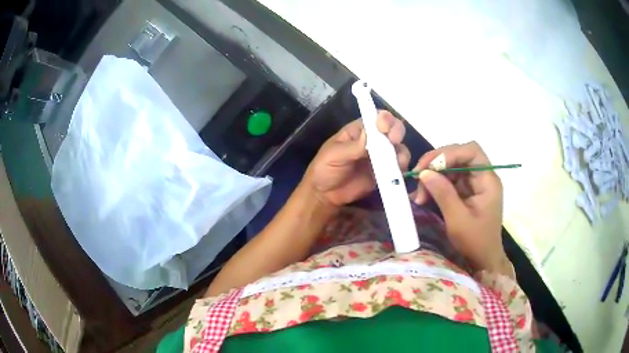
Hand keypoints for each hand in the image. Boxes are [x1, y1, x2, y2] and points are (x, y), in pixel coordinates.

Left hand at [304, 111, 410, 207]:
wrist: (326, 195)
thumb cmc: (324, 169)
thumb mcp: (333, 155)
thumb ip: (352, 147)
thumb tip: (368, 134)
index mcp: (359, 131)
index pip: (375, 118)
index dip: (383, 119)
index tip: (384, 127)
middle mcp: (373, 140)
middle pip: (392, 129)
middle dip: (397, 131)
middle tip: (394, 140)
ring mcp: (381, 157)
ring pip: (399, 148)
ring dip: (401, 152)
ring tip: (397, 161)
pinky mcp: (385, 173)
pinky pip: (398, 168)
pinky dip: (400, 168)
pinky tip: (396, 173)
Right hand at [412, 142, 507, 272]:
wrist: (483, 260)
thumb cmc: (475, 242)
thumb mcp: (458, 220)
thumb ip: (443, 193)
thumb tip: (424, 172)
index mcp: (488, 180)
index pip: (471, 151)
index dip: (450, 153)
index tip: (430, 167)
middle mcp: (482, 177)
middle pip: (459, 155)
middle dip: (437, 163)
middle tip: (418, 176)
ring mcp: (475, 184)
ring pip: (452, 167)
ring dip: (434, 175)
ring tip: (419, 193)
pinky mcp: (467, 192)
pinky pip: (450, 180)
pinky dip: (436, 185)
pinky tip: (424, 195)